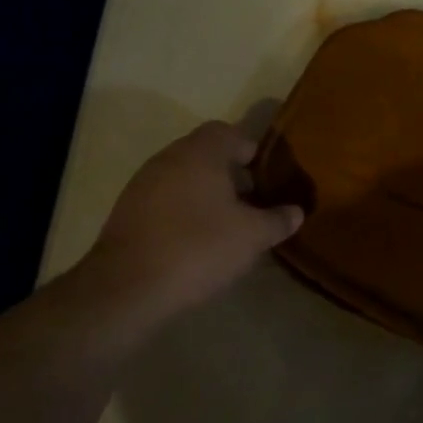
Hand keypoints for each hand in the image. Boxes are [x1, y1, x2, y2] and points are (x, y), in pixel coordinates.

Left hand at [83, 122, 302, 324]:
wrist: (126, 289)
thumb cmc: (199, 248)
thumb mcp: (253, 236)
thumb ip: (278, 220)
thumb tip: (296, 212)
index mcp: (201, 153)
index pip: (229, 132)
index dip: (251, 151)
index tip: (267, 178)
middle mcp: (168, 159)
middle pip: (206, 154)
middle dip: (231, 174)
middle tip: (253, 202)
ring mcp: (142, 184)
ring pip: (184, 177)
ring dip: (206, 193)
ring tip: (227, 224)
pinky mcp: (127, 212)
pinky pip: (165, 199)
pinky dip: (183, 210)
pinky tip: (196, 241)